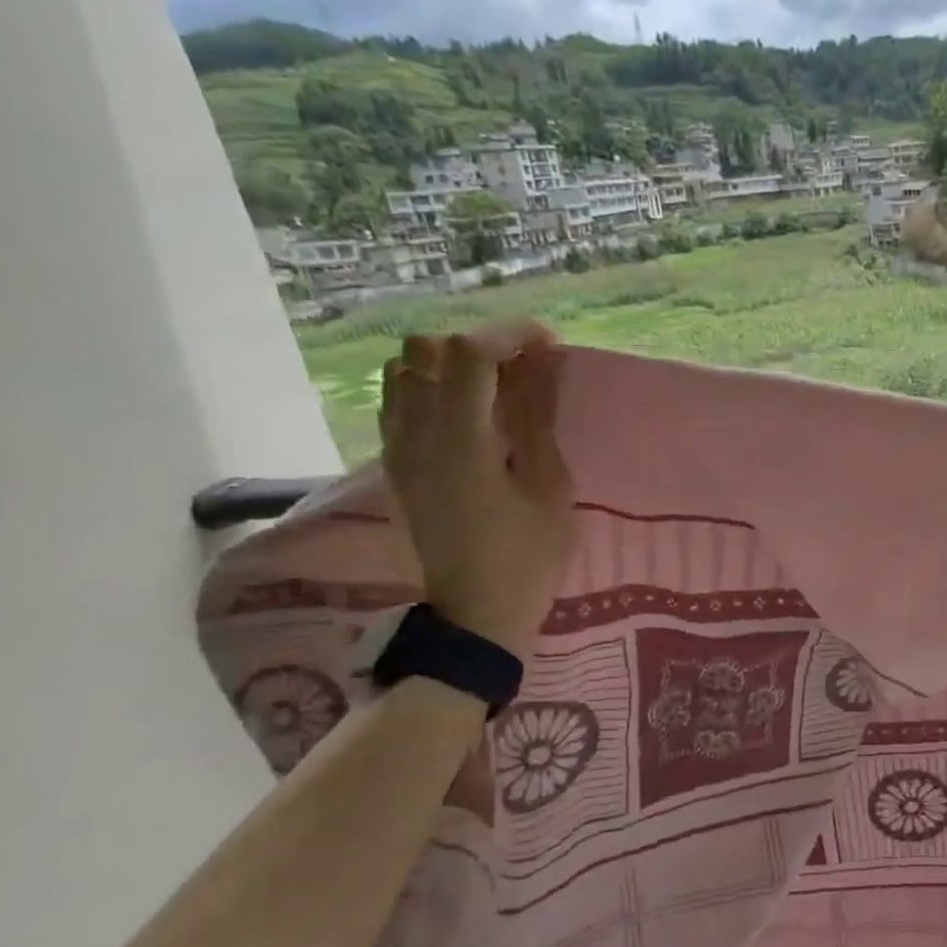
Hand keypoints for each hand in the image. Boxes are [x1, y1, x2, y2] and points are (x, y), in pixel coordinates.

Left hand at [379, 324, 576, 655]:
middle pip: (428, 348)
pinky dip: (431, 387)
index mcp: (459, 441)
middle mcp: (416, 433)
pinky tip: (467, 412)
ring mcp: (398, 448)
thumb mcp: (550, 488)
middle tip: (523, 368)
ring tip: (494, 388)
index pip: (469, 352)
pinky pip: (399, 399)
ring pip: (405, 368)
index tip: (549, 347)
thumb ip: (537, 420)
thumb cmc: (527, 556)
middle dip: (480, 344)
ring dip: (451, 364)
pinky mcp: (397, 463)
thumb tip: (538, 367)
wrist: (477, 611)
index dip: (511, 334)